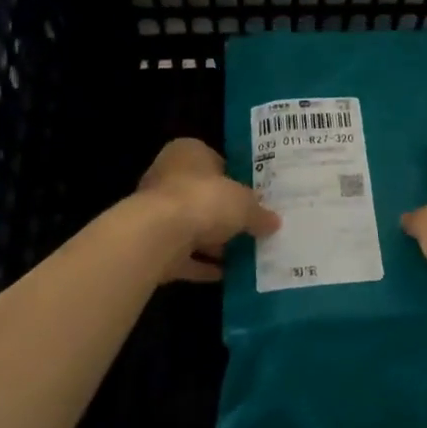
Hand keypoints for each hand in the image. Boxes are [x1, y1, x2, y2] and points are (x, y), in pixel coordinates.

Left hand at [136, 138, 278, 282]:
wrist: (158, 235)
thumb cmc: (204, 200)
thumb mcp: (244, 203)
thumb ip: (259, 212)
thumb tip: (274, 222)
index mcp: (188, 153)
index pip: (216, 161)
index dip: (236, 179)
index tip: (254, 197)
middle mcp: (168, 177)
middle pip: (203, 196)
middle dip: (225, 214)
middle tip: (252, 227)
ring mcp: (156, 212)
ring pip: (192, 226)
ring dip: (214, 242)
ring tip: (245, 254)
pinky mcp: (152, 244)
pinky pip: (183, 255)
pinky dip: (201, 264)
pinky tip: (225, 275)